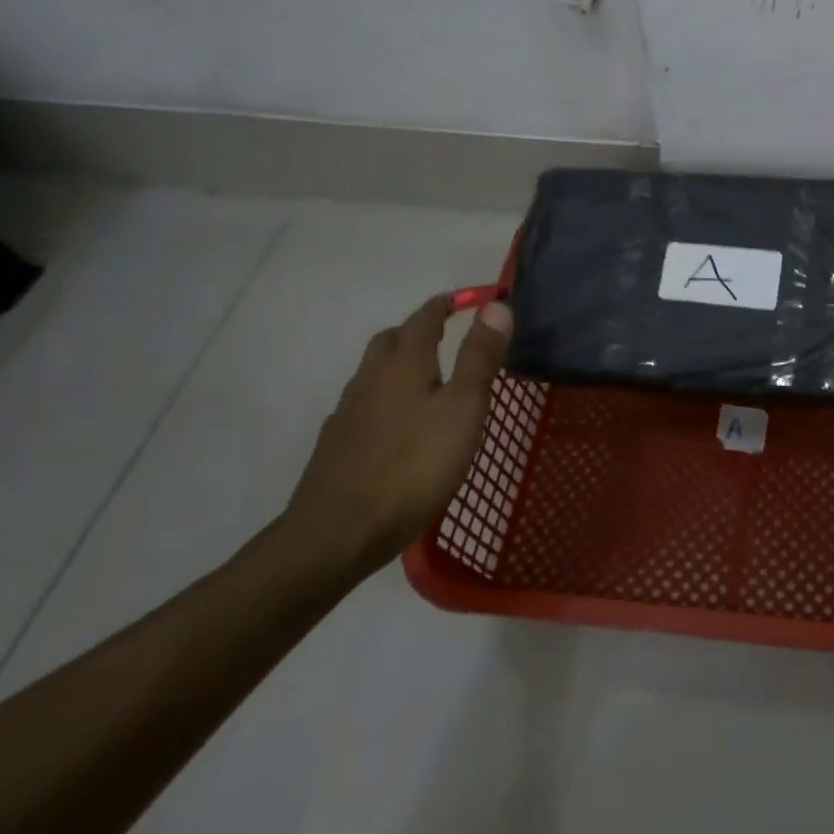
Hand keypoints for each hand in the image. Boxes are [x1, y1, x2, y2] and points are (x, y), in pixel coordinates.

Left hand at [281, 295, 512, 578]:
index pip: (425, 318)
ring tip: (428, 380)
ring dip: (399, 363)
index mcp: (404, 362)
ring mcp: (348, 411)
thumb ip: (480, 357)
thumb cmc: (414, 466)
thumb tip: (497, 305)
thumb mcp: (464, 409)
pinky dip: (385, 398)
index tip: (466, 300)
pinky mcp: (337, 444)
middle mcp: (371, 377)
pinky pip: (364, 404)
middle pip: (391, 339)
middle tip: (445, 336)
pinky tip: (399, 425)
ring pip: (374, 371)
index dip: (446, 305)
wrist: (338, 533)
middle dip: (417, 330)